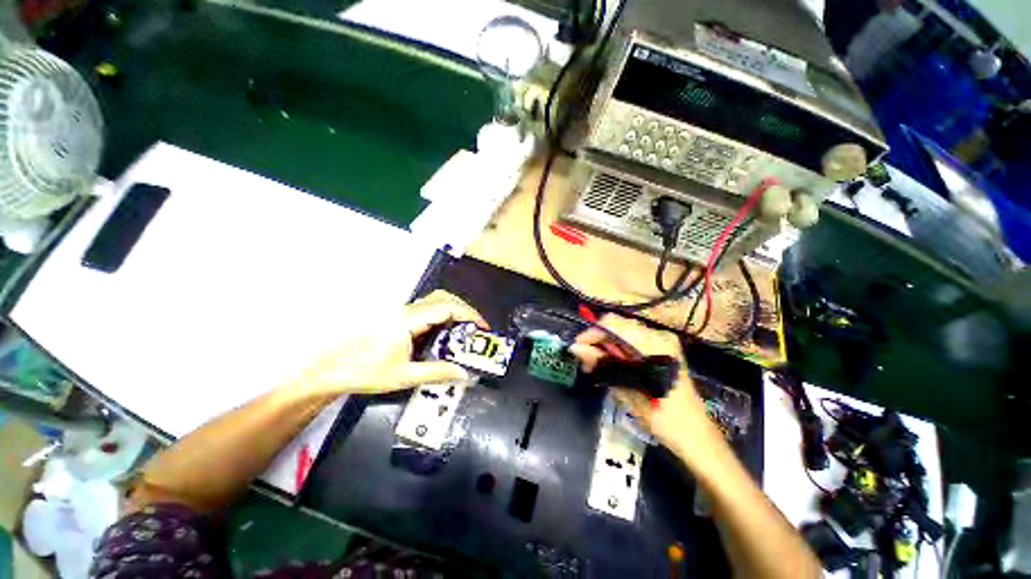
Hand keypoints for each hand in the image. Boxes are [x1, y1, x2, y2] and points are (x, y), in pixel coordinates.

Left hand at [291, 291, 487, 395]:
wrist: (330, 370)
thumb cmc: (364, 372)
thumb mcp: (405, 376)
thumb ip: (437, 372)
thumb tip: (463, 372)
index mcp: (408, 320)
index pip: (447, 308)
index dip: (469, 314)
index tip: (482, 326)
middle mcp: (406, 311)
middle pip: (443, 298)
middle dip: (464, 310)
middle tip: (476, 327)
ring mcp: (401, 312)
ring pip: (434, 301)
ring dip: (453, 311)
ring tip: (464, 329)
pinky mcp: (397, 317)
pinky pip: (426, 309)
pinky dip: (442, 315)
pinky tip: (443, 332)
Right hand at [568, 314, 724, 463]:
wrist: (696, 436)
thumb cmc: (664, 419)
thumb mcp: (627, 390)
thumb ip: (601, 364)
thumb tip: (575, 348)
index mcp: (654, 345)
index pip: (614, 325)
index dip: (592, 334)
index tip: (577, 350)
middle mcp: (659, 336)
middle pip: (617, 326)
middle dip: (597, 341)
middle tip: (585, 363)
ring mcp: (662, 341)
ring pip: (621, 333)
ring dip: (605, 347)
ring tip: (594, 367)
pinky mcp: (661, 348)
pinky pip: (630, 341)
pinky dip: (616, 351)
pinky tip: (610, 366)